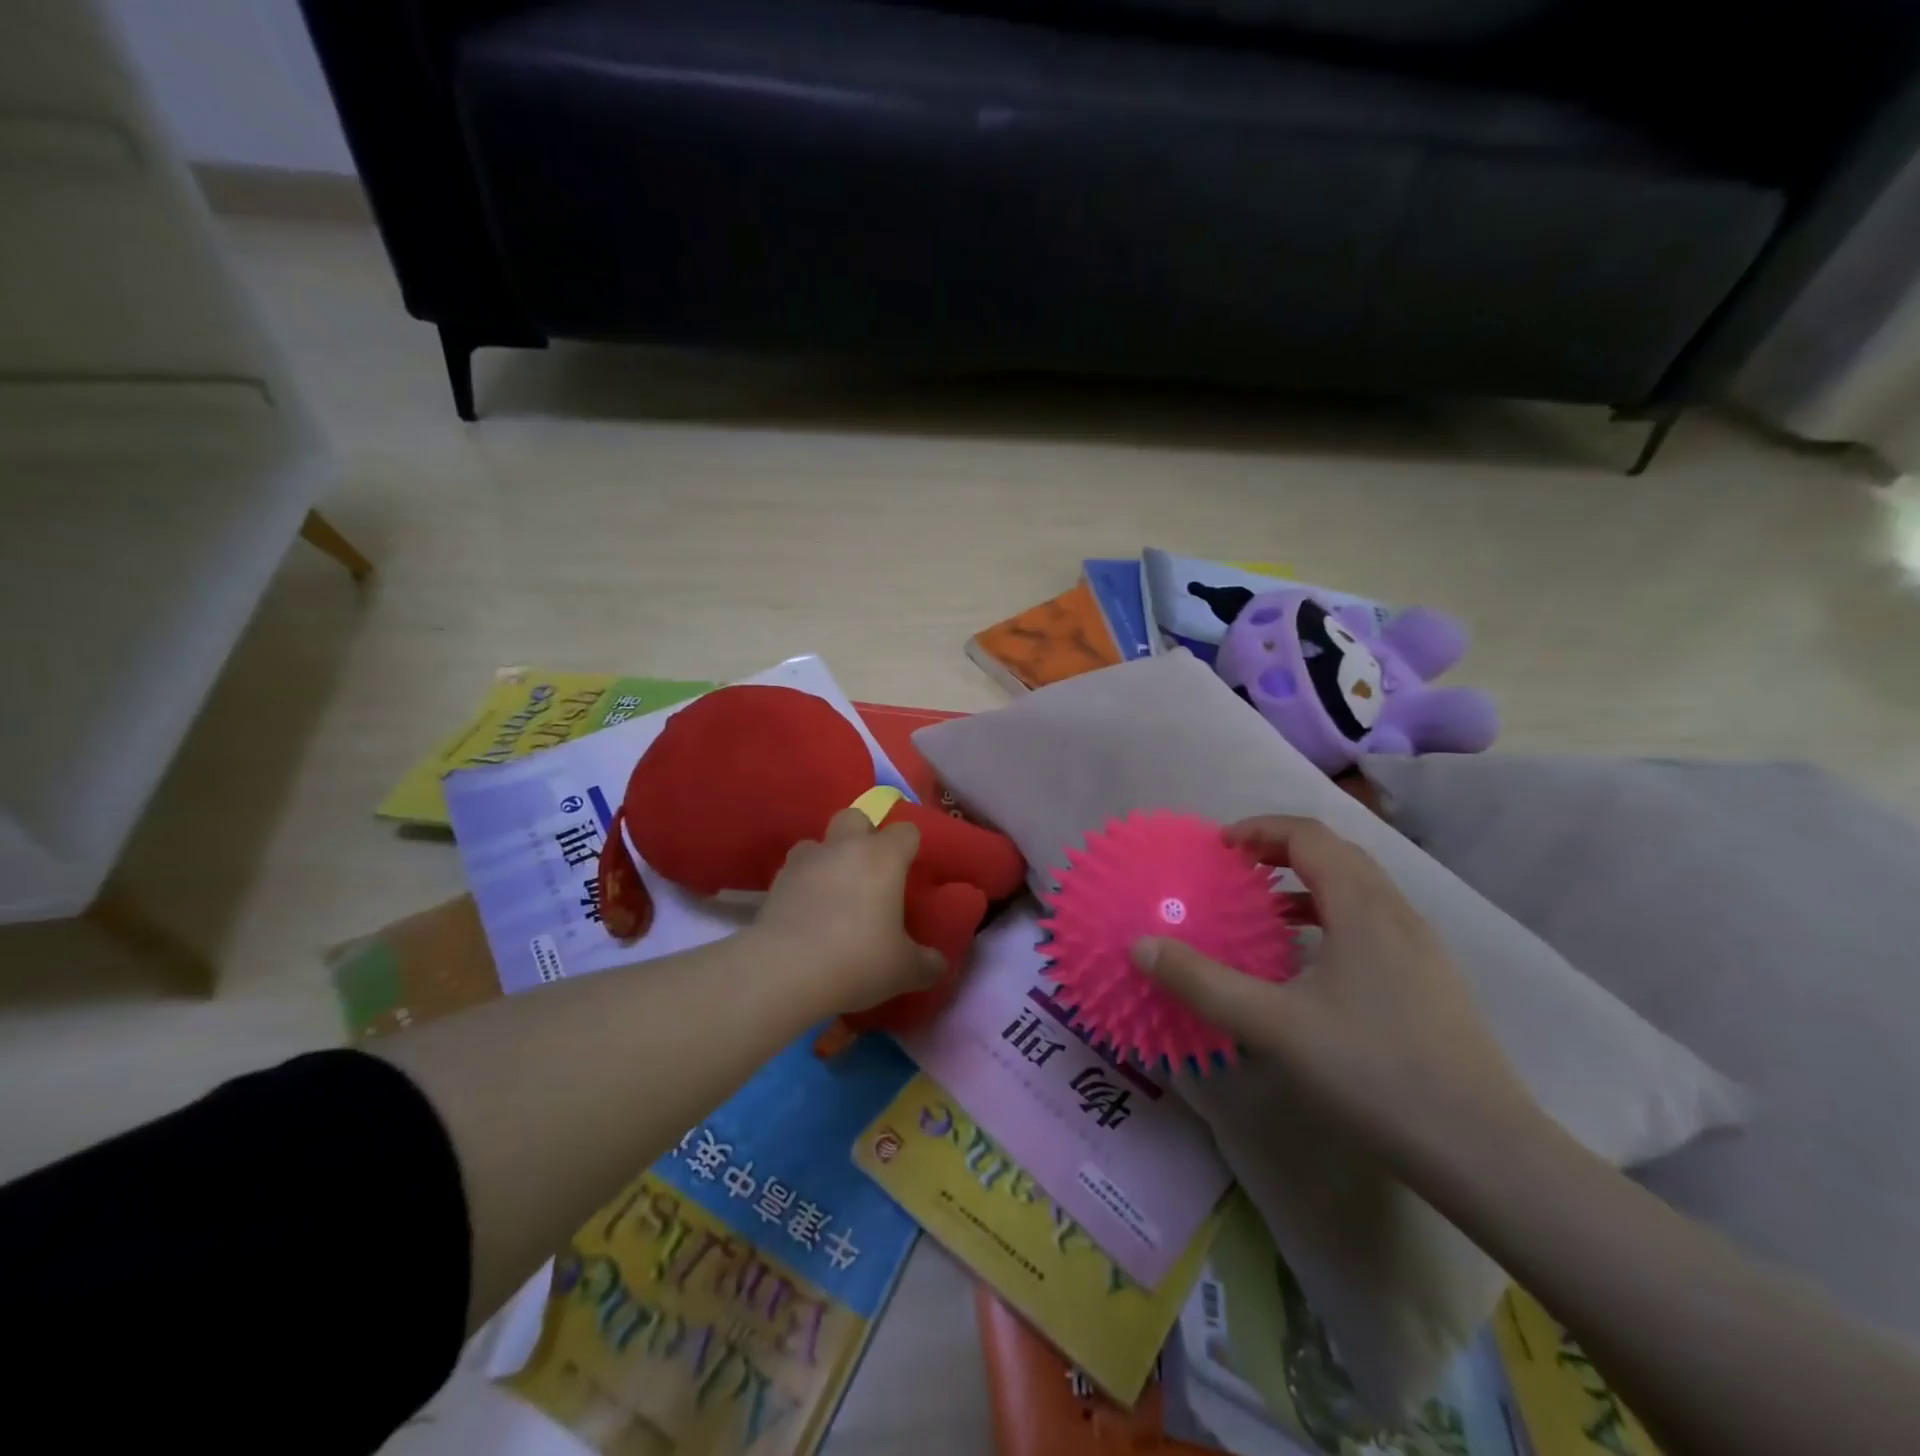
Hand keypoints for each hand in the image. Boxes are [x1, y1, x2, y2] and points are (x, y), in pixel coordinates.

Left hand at [753, 808, 946, 1013]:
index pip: (906, 831)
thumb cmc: (858, 960)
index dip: (910, 846)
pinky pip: (794, 873)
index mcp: (883, 857)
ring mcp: (804, 862)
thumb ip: (926, 963)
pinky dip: (802, 886)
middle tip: (871, 872)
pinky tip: (806, 916)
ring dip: (827, 859)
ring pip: (818, 842)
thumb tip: (936, 964)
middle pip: (855, 817)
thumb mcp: (904, 970)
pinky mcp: (774, 884)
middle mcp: (844, 848)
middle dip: (864, 835)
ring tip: (833, 893)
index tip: (911, 870)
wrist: (784, 973)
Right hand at [1133, 815, 1539, 1164]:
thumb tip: (1142, 947)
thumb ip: (1202, 983)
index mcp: (1362, 907)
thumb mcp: (1273, 1026)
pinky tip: (1311, 964)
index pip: (1308, 835)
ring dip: (1308, 883)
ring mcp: (1421, 947)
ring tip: (1266, 911)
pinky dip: (1332, 916)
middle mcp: (1396, 913)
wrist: (1485, 1151)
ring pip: (1358, 889)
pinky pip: (1372, 922)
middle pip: (1336, 853)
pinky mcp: (1431, 980)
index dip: (1259, 829)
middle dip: (1281, 850)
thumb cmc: (1373, 1072)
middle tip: (1237, 871)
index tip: (1219, 848)